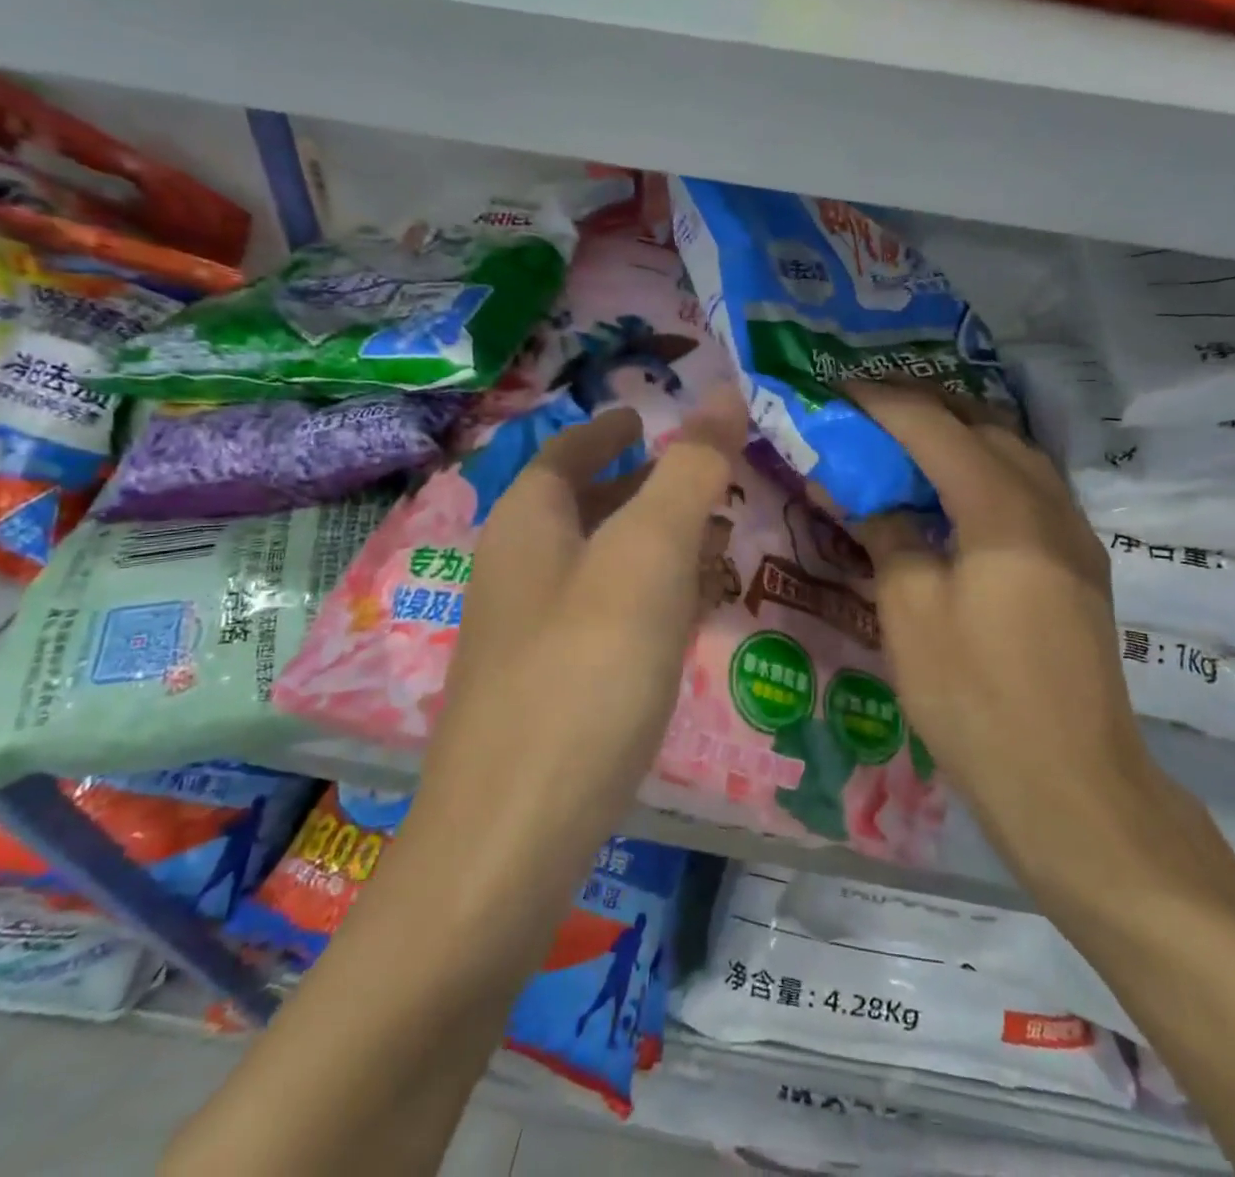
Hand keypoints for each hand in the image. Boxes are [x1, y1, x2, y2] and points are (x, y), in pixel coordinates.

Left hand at [415, 388, 749, 875]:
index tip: (648, 415)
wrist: (510, 841)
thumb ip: (689, 472)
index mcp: (527, 524)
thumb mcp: (648, 556)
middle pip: (581, 505)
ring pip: (596, 564)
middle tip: (705, 478)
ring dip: (649, 543)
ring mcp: (527, 634)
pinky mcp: (547, 689)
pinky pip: (602, 617)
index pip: (566, 450)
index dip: (608, 428)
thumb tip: (724, 392)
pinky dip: (645, 598)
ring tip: (711, 539)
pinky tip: (684, 619)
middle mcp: (517, 570)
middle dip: (641, 485)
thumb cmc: (585, 674)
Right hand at [845, 382, 1176, 898]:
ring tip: (909, 442)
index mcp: (1002, 508)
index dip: (882, 402)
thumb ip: (888, 537)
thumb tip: (869, 497)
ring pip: (1016, 453)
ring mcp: (1074, 534)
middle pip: (985, 425)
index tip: (838, 389)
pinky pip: (1030, 489)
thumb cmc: (975, 697)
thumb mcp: (909, 613)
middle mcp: (1048, 504)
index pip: (933, 427)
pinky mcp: (1080, 565)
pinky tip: (956, 496)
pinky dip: (986, 471)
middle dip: (925, 406)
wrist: (1070, 785)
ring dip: (961, 435)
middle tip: (871, 409)